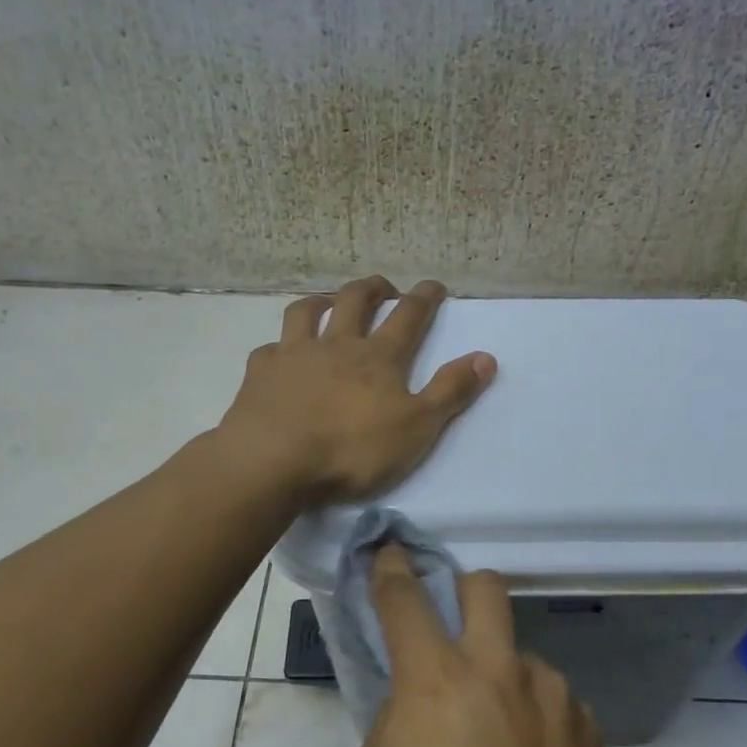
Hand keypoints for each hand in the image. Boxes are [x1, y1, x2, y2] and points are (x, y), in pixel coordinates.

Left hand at [220, 276, 495, 504]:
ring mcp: (294, 355)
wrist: (273, 460)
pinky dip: (278, 346)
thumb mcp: (417, 427)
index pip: (408, 317)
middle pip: (355, 301)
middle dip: (373, 288)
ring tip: (329, 302)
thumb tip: (486, 357)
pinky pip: (269, 349)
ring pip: (306, 312)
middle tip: (384, 287)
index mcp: (378, 357)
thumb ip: (451, 391)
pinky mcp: (260, 374)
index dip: (424, 298)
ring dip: (321, 301)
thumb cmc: (351, 448)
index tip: (434, 285)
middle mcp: (336, 344)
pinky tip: (279, 353)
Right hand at [348, 545, 610, 746]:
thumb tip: (418, 710)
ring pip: (524, 658)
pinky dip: (540, 723)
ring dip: (507, 679)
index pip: (406, 601)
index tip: (392, 552)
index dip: (394, 570)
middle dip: (466, 589)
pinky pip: (556, 705)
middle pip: (486, 589)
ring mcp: (550, 696)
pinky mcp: (587, 730)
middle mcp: (497, 669)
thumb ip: (395, 726)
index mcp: (435, 679)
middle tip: (458, 621)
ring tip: (504, 741)